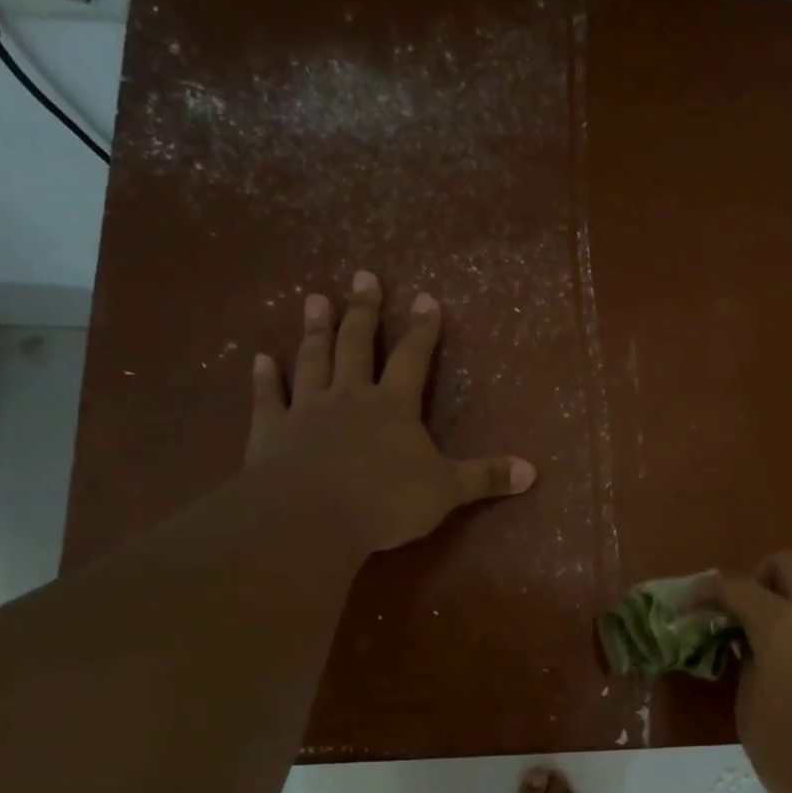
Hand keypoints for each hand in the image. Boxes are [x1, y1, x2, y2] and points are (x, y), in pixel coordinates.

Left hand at [245, 269, 535, 554]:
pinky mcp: (271, 430)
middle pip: (358, 345)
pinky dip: (263, 378)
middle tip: (364, 276)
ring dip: (315, 330)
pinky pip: (268, 398)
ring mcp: (307, 409)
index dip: (422, 329)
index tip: (426, 297)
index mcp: (394, 406)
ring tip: (315, 299)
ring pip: (313, 360)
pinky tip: (258, 358)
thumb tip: (533, 471)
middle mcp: (350, 397)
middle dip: (364, 310)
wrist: (312, 516)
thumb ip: (486, 477)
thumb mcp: (447, 491)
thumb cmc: (386, 500)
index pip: (413, 358)